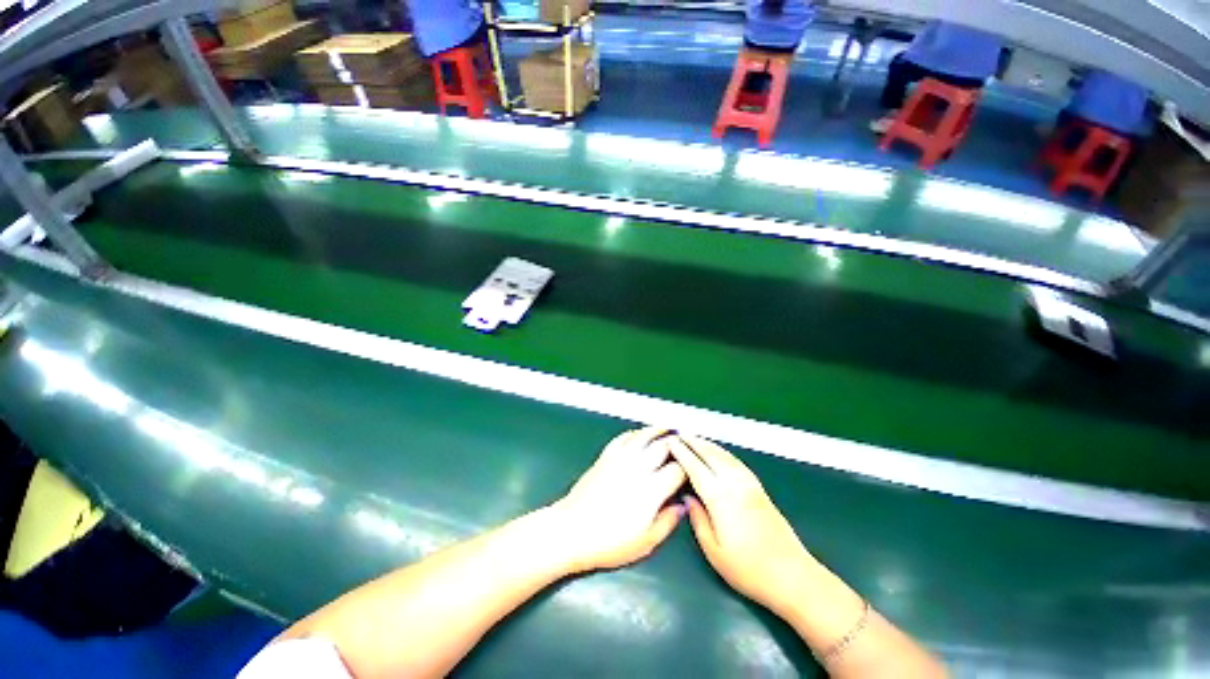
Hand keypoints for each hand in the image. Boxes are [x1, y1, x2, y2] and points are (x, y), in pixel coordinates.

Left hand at [547, 428, 685, 573]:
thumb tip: (682, 505)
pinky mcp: (605, 456)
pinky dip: (634, 433)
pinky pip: (622, 437)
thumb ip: (668, 521)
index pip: (677, 469)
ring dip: (656, 430)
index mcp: (651, 489)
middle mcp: (638, 468)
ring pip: (643, 436)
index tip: (692, 467)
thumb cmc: (609, 542)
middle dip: (676, 442)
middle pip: (662, 446)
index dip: (688, 466)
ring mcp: (620, 459)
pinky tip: (638, 434)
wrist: (572, 530)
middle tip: (684, 441)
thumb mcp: (645, 542)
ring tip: (666, 428)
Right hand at [668, 435, 813, 617]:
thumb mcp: (714, 551)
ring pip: (724, 456)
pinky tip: (719, 452)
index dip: (682, 453)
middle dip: (693, 442)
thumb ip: (698, 519)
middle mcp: (735, 484)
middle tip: (679, 434)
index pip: (695, 468)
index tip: (670, 442)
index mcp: (720, 498)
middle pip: (710, 455)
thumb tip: (688, 497)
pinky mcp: (760, 489)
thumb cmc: (748, 569)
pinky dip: (723, 452)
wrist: (792, 575)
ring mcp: (749, 484)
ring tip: (695, 438)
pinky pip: (737, 462)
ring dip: (708, 444)